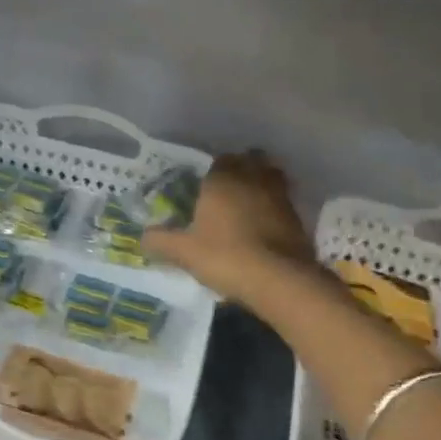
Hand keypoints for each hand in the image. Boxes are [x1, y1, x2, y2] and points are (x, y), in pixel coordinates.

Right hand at [144, 150, 316, 302]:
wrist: (279, 278)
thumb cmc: (225, 256)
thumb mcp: (184, 252)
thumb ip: (161, 241)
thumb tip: (143, 236)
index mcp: (223, 179)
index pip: (220, 160)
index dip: (214, 171)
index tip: (207, 186)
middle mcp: (252, 179)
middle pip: (250, 161)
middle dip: (242, 169)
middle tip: (229, 189)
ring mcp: (279, 195)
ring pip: (271, 177)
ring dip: (262, 184)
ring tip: (250, 202)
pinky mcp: (298, 216)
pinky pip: (283, 201)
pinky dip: (275, 206)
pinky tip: (266, 224)